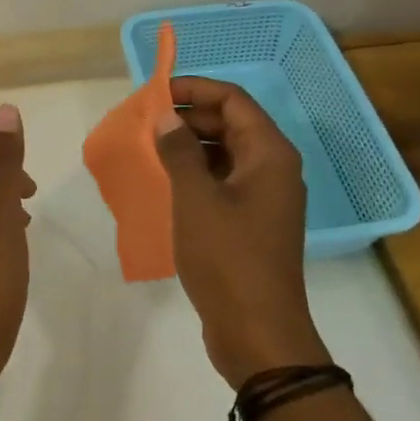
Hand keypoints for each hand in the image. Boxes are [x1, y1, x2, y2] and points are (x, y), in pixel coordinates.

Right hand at [151, 77, 330, 387]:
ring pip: (226, 154)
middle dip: (189, 117)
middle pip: (231, 124)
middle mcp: (273, 169)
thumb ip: (179, 151)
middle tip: (146, 123)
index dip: (195, 89)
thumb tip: (166, 116)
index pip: (233, 100)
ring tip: (150, 149)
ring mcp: (264, 198)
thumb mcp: (196, 199)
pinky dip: (196, 174)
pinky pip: (223, 182)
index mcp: (269, 154)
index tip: (155, 93)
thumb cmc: (228, 258)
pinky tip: (166, 183)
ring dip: (190, 146)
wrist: (258, 332)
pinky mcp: (252, 223)